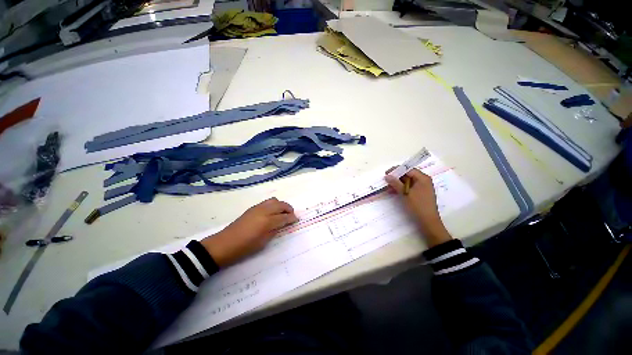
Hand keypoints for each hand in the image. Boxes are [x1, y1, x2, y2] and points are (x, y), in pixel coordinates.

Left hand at [201, 198, 297, 266]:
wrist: (224, 244)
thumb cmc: (245, 247)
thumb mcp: (263, 242)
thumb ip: (275, 230)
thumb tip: (282, 224)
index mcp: (267, 221)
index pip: (284, 217)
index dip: (291, 218)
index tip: (296, 219)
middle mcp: (264, 211)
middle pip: (281, 204)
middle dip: (288, 208)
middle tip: (291, 215)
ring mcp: (257, 208)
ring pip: (274, 200)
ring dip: (281, 205)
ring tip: (282, 213)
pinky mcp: (252, 208)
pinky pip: (267, 202)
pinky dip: (273, 205)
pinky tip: (272, 213)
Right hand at [385, 169, 451, 247]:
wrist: (428, 221)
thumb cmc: (418, 205)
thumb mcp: (405, 193)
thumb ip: (396, 183)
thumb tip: (387, 176)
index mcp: (423, 178)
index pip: (408, 169)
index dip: (397, 170)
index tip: (387, 173)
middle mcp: (423, 181)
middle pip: (408, 174)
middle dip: (397, 176)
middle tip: (386, 179)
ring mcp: (422, 187)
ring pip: (408, 181)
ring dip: (398, 183)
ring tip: (388, 185)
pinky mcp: (419, 193)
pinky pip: (409, 187)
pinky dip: (401, 188)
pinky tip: (394, 190)